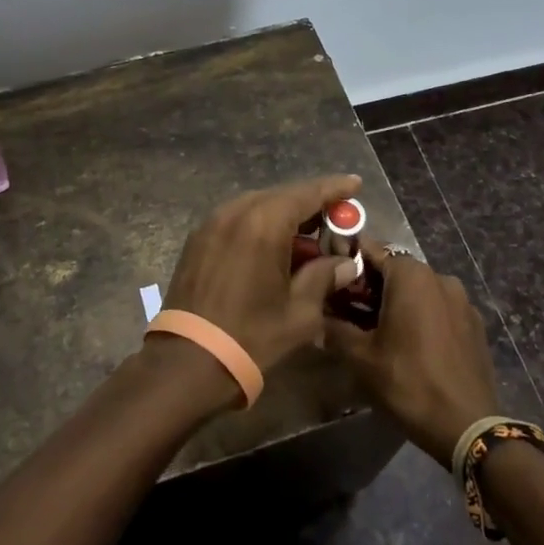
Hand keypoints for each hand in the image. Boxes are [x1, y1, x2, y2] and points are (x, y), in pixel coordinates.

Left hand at [162, 175, 361, 374]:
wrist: (188, 361)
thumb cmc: (251, 336)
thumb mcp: (300, 312)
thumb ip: (325, 277)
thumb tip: (346, 263)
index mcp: (265, 222)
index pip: (308, 193)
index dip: (334, 188)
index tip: (355, 183)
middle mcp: (237, 211)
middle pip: (282, 196)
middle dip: (311, 204)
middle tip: (336, 219)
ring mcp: (213, 222)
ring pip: (259, 206)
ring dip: (285, 215)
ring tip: (307, 235)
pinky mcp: (199, 237)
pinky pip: (238, 219)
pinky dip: (261, 224)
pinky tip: (274, 246)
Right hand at [323, 241, 499, 466]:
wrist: (468, 428)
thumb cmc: (408, 382)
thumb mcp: (361, 358)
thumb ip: (334, 330)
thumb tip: (316, 319)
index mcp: (411, 275)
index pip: (371, 251)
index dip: (348, 262)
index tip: (332, 279)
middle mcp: (439, 277)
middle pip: (396, 271)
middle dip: (372, 287)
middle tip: (349, 311)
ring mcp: (462, 301)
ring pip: (419, 290)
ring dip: (398, 302)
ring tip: (379, 331)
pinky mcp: (475, 324)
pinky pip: (440, 309)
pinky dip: (422, 317)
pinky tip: (412, 345)